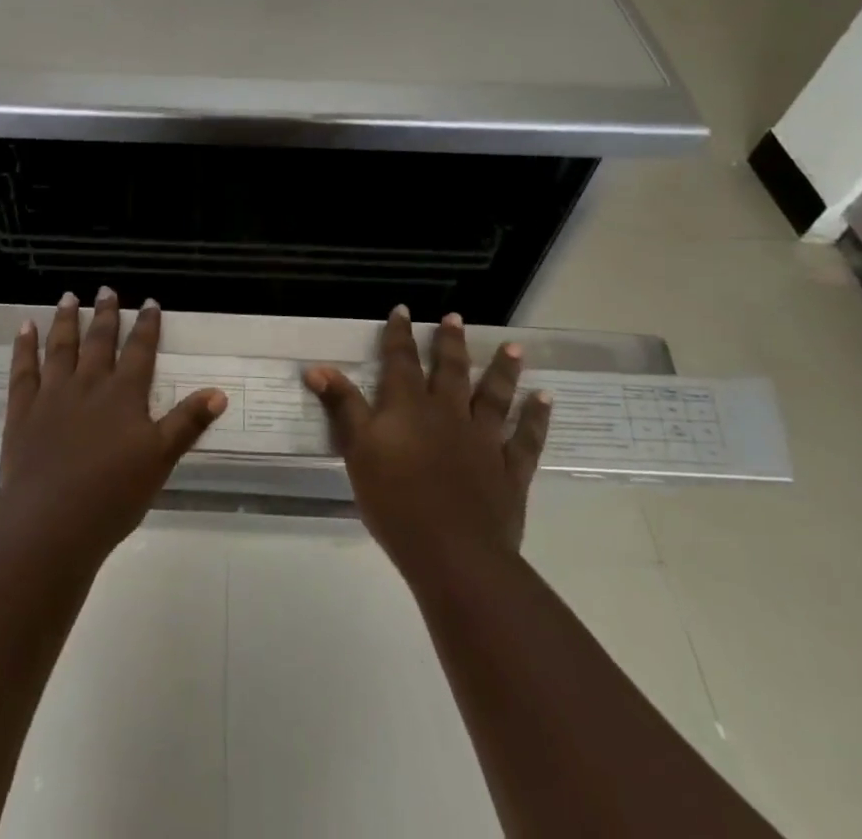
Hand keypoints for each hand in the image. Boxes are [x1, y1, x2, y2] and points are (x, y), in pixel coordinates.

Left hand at [0, 288, 227, 561]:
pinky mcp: (23, 410)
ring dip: (66, 320)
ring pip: (61, 347)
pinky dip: (24, 346)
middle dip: (106, 314)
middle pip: (99, 341)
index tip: (150, 301)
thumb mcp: (161, 459)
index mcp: (124, 395)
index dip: (148, 325)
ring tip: (68, 297)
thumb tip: (219, 392)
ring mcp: (52, 394)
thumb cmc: (114, 494)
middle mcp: (88, 384)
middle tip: (106, 289)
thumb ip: (188, 423)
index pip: (140, 351)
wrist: (53, 521)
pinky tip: (25, 327)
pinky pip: (23, 369)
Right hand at [305, 306, 551, 575]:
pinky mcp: (509, 470)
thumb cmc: (394, 500)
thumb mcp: (357, 450)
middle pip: (450, 370)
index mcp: (409, 407)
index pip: (401, 361)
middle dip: (450, 342)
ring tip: (513, 348)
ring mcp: (483, 440)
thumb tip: (317, 368)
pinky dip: (536, 417)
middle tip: (454, 317)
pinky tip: (544, 400)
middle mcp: (448, 413)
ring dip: (502, 370)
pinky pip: (526, 438)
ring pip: (494, 395)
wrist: (453, 552)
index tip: (403, 310)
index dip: (400, 335)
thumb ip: (342, 407)